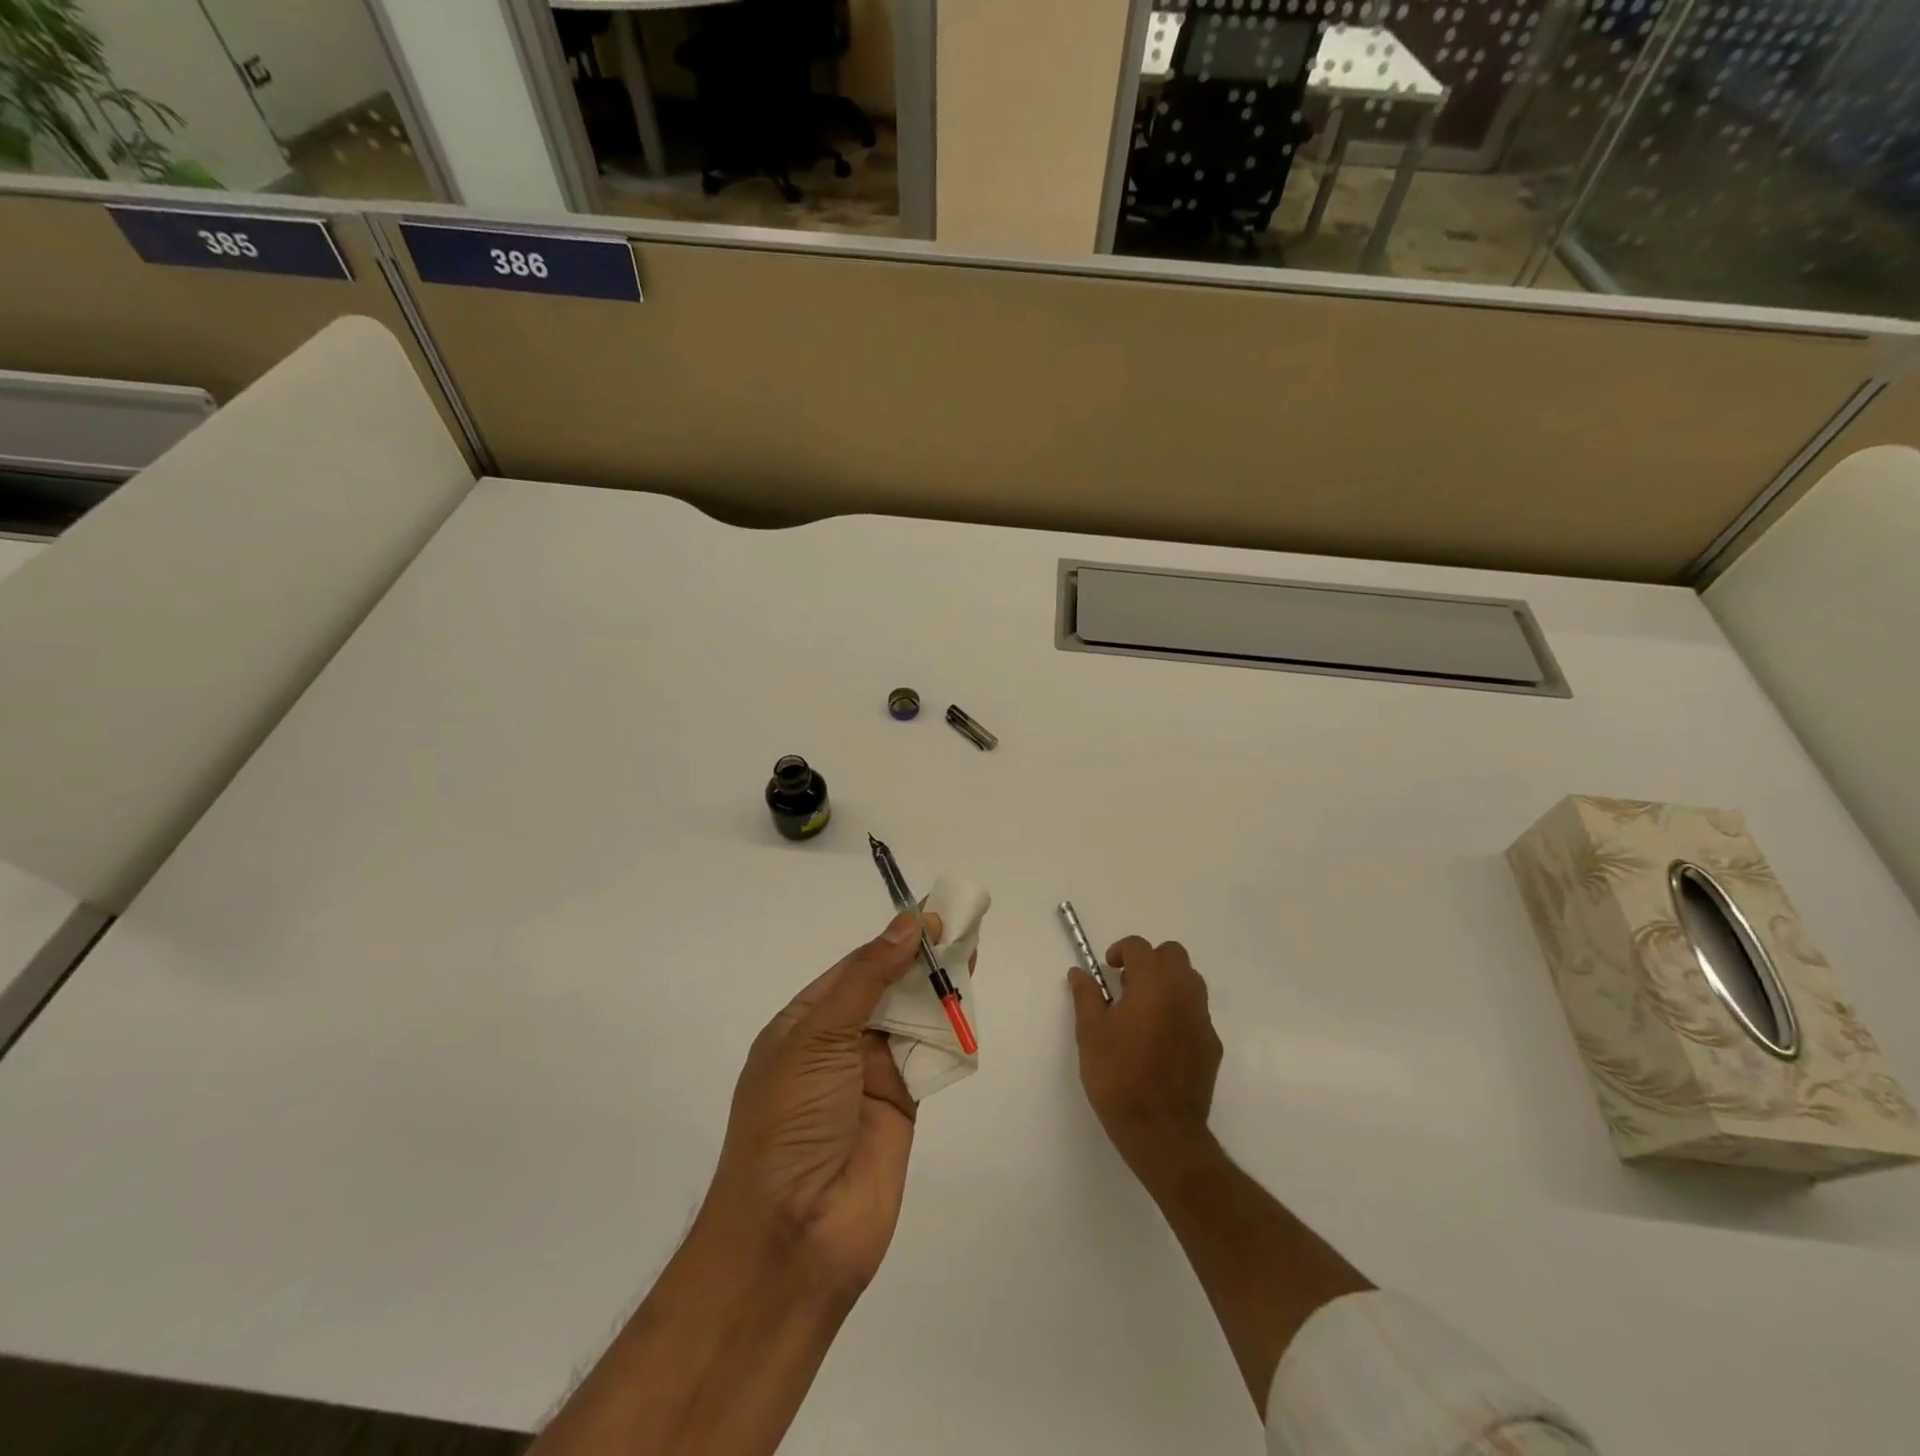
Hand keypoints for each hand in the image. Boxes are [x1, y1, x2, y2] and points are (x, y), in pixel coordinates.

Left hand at [704, 910, 943, 1297]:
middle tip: (963, 928)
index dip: (893, 940)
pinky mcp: (903, 1106)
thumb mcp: (817, 1036)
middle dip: (922, 961)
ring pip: (913, 1020)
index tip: (933, 914)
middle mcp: (838, 1045)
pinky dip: (951, 1033)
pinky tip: (971, 1005)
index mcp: (805, 1023)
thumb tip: (907, 923)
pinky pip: (930, 1058)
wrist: (794, 1237)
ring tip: (974, 954)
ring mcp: (871, 1077)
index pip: (856, 967)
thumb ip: (868, 978)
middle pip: (888, 990)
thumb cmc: (791, 1121)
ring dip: (940, 991)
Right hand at [1068, 936, 1221, 1171]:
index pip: (1140, 947)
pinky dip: (1179, 1010)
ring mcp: (1202, 1019)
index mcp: (1153, 984)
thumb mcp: (1091, 1033)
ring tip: (1144, 1009)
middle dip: (1149, 960)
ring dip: (1168, 981)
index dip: (1121, 951)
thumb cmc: (1118, 1077)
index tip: (1108, 969)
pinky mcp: (1212, 1045)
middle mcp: (1183, 993)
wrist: (1161, 1131)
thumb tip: (1079, 973)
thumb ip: (1086, 996)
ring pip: (1190, 980)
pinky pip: (1196, 1012)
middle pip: (1173, 954)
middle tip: (1127, 984)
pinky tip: (1160, 1039)